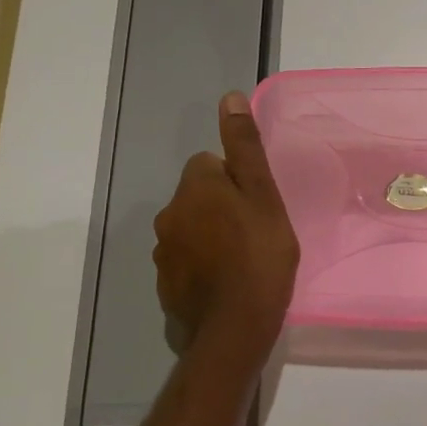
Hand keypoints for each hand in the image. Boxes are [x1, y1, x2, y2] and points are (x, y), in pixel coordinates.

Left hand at [153, 92, 299, 361]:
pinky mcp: (165, 283)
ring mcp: (164, 252)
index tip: (256, 202)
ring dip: (210, 234)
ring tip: (242, 258)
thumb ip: (244, 147)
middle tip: (255, 229)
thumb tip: (228, 98)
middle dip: (220, 205)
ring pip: (190, 227)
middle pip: (197, 195)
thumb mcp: (262, 194)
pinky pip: (185, 260)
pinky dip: (202, 264)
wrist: (235, 328)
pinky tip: (225, 281)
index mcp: (194, 187)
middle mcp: (170, 214)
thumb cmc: (259, 253)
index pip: (208, 163)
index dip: (234, 179)